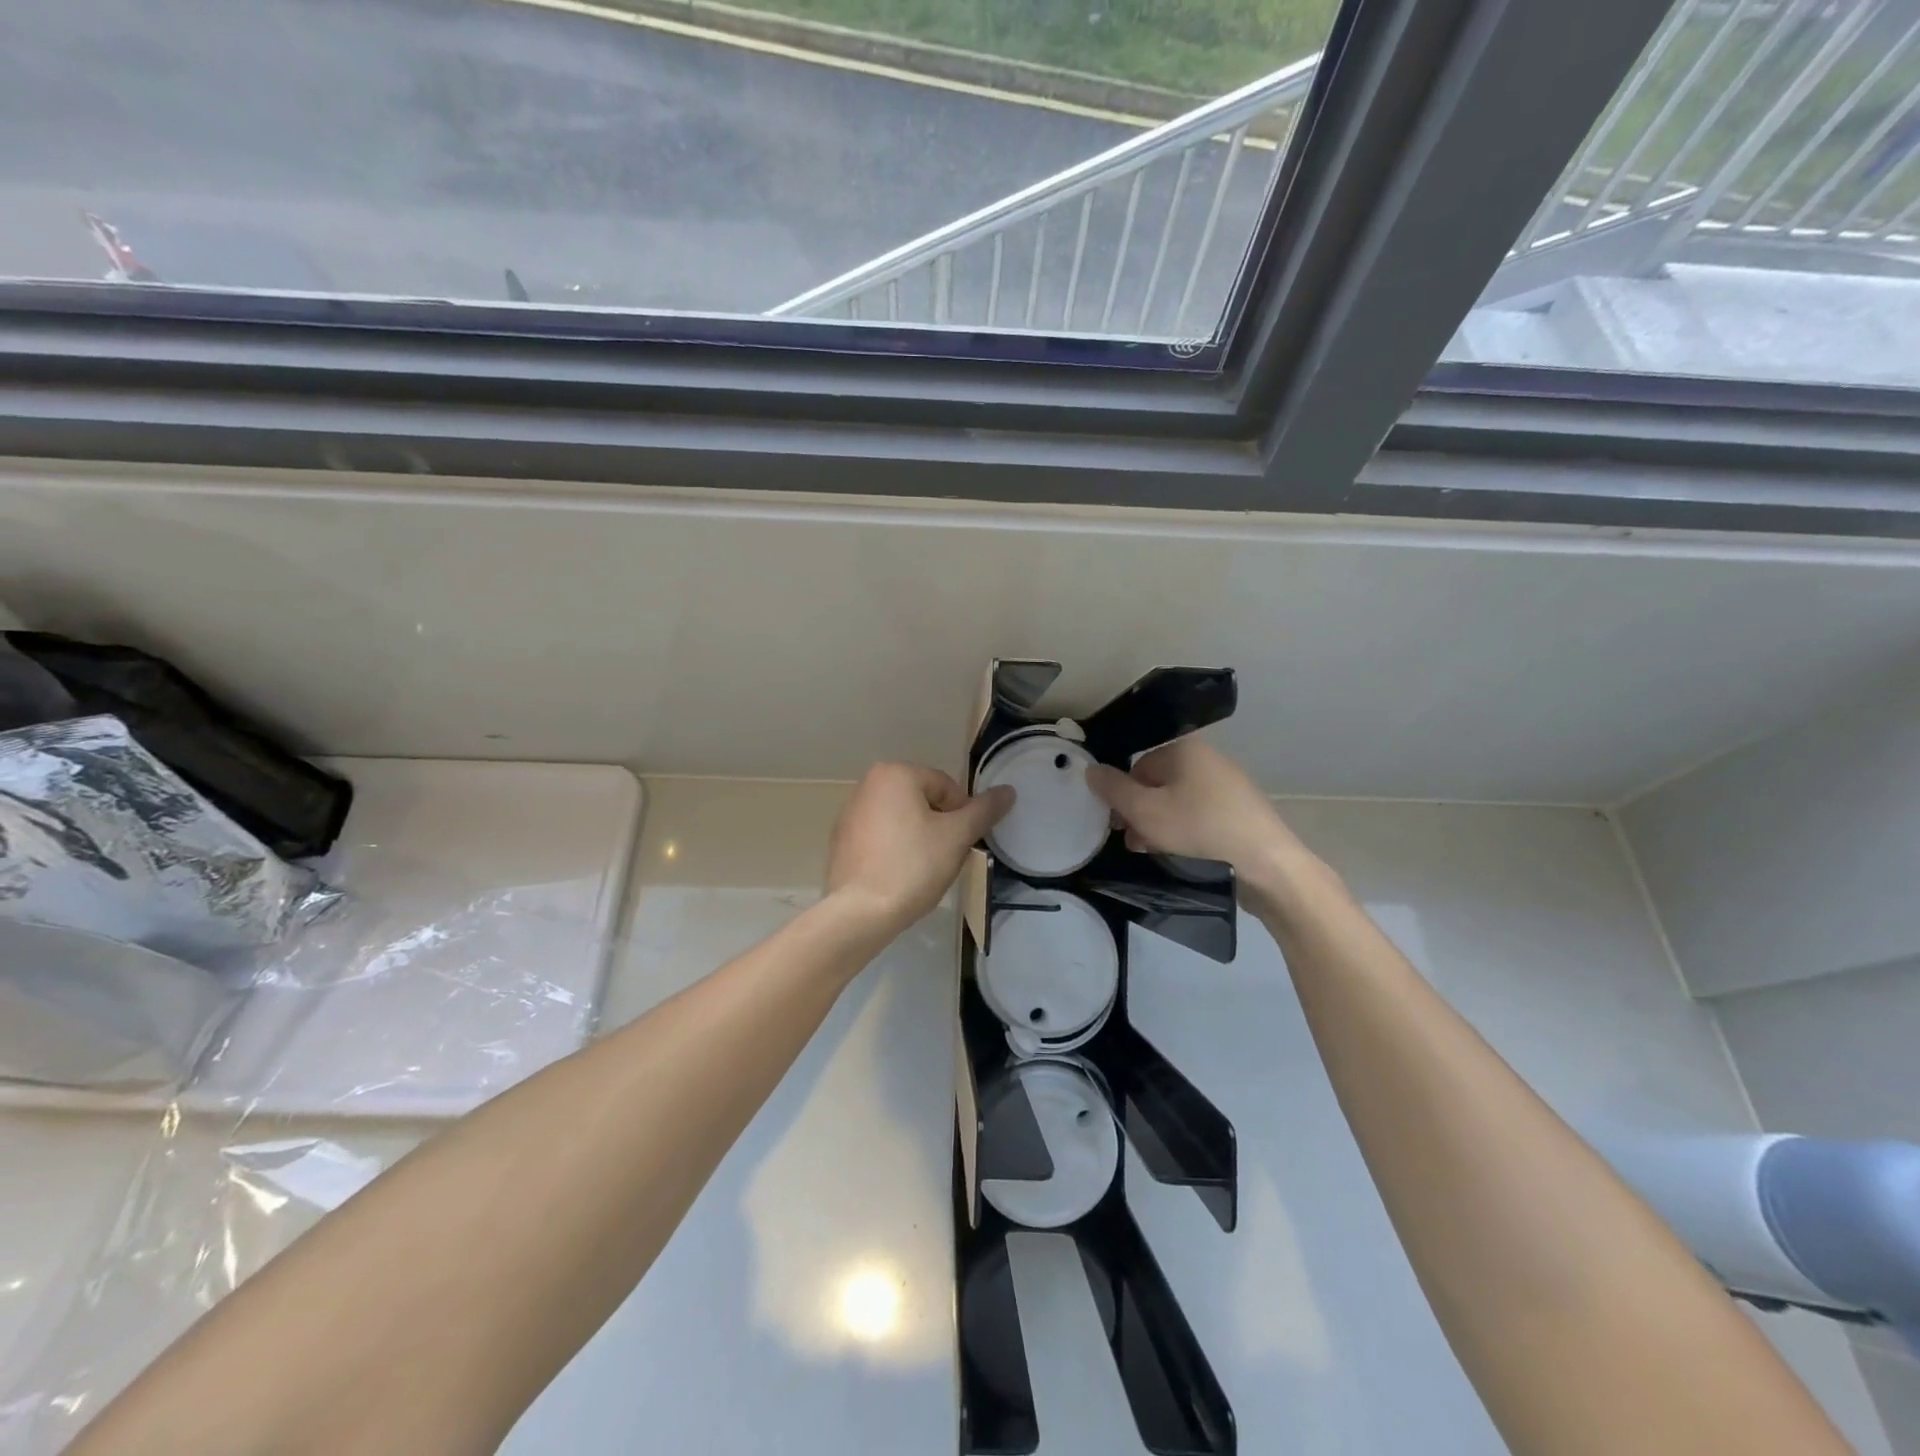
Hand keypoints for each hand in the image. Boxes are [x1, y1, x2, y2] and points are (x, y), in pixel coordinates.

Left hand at [825, 763, 1013, 934]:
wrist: (859, 912)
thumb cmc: (912, 866)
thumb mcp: (957, 837)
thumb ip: (984, 811)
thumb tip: (1008, 790)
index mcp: (894, 774)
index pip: (946, 787)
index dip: (961, 816)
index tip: (961, 844)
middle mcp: (868, 784)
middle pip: (922, 801)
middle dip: (939, 827)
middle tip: (944, 858)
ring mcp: (849, 813)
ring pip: (901, 820)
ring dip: (918, 838)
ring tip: (922, 870)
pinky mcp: (841, 840)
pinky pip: (880, 837)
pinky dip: (894, 850)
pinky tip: (899, 876)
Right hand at [1086, 737, 1313, 893]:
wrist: (1267, 866)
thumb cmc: (1199, 830)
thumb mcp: (1144, 811)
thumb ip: (1113, 790)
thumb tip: (1091, 769)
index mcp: (1185, 749)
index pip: (1137, 766)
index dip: (1122, 796)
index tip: (1118, 825)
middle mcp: (1208, 760)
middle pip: (1158, 784)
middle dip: (1140, 814)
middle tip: (1134, 842)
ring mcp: (1229, 786)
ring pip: (1178, 803)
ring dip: (1160, 827)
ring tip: (1155, 853)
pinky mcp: (1241, 813)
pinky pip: (1201, 817)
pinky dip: (1186, 833)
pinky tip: (1182, 856)